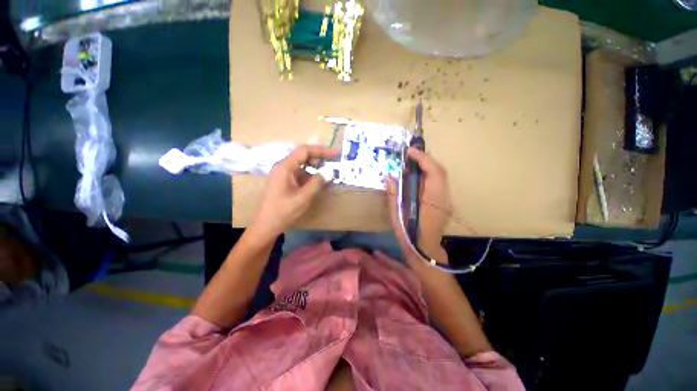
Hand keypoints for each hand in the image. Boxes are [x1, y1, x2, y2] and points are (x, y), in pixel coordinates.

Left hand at [248, 145, 338, 241]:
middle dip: (320, 158)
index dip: (322, 150)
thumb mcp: (303, 197)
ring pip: (302, 165)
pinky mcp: (284, 182)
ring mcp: (283, 174)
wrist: (266, 226)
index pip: (304, 150)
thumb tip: (330, 171)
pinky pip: (300, 173)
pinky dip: (311, 175)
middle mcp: (283, 167)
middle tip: (334, 163)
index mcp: (285, 167)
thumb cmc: (283, 211)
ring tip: (329, 172)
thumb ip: (317, 182)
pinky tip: (319, 181)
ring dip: (316, 167)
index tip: (336, 154)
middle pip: (303, 156)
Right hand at [387, 148, 450, 261]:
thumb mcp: (396, 215)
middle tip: (411, 154)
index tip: (410, 151)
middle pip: (439, 171)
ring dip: (428, 165)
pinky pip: (438, 182)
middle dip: (426, 159)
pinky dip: (429, 173)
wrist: (425, 249)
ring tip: (413, 160)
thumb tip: (388, 177)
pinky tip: (418, 173)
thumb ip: (393, 195)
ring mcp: (445, 199)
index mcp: (431, 200)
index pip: (433, 173)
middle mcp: (442, 197)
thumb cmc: (408, 233)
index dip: (423, 159)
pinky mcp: (443, 201)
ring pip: (440, 175)